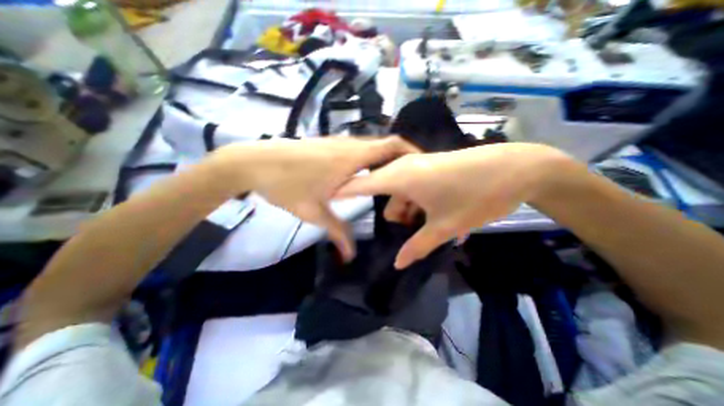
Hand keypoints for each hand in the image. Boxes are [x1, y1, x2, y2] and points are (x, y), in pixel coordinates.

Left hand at [211, 138, 419, 258]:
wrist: (253, 163)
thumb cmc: (286, 185)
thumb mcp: (315, 212)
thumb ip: (338, 232)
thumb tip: (350, 257)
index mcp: (352, 157)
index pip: (391, 145)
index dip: (410, 151)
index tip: (421, 166)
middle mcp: (349, 145)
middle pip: (384, 145)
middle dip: (399, 159)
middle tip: (409, 179)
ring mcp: (338, 142)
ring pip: (370, 147)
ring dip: (383, 159)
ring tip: (391, 179)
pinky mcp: (328, 144)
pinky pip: (357, 149)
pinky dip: (368, 159)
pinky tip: (365, 175)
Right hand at [337, 142, 568, 269]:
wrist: (515, 168)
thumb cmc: (476, 196)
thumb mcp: (445, 226)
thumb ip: (418, 246)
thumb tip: (399, 265)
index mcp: (400, 177)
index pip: (360, 184)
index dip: (343, 191)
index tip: (326, 197)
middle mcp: (405, 167)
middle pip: (384, 192)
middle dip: (393, 214)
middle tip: (408, 230)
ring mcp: (420, 165)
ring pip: (402, 191)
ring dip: (410, 210)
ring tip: (432, 226)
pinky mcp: (432, 166)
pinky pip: (415, 186)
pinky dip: (420, 201)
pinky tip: (439, 215)